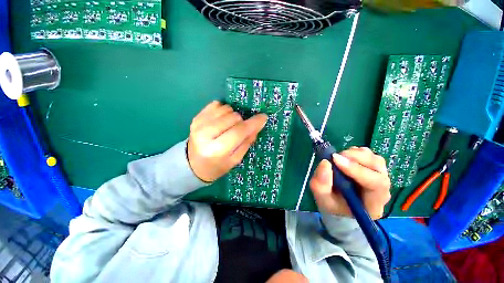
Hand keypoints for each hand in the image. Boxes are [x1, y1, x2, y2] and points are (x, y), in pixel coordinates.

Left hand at [187, 101, 267, 181]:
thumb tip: (258, 125)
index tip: (263, 117)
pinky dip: (223, 110)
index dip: (253, 123)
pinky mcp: (196, 118)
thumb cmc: (217, 166)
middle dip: (241, 122)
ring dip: (232, 116)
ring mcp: (199, 124)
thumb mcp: (235, 159)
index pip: (239, 131)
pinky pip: (216, 105)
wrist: (194, 165)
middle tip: (238, 131)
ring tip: (229, 126)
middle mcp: (205, 135)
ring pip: (226, 109)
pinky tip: (221, 120)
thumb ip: (247, 142)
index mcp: (217, 150)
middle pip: (233, 118)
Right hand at [309, 147, 390, 218]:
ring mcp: (379, 177)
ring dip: (355, 154)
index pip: (376, 184)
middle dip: (355, 158)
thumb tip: (325, 162)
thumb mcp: (322, 198)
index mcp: (373, 204)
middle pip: (378, 167)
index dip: (356, 169)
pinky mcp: (373, 168)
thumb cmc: (332, 204)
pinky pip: (369, 155)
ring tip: (338, 158)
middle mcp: (382, 190)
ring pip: (374, 158)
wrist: (338, 204)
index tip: (335, 160)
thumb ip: (321, 184)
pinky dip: (355, 152)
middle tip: (335, 157)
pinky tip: (344, 158)